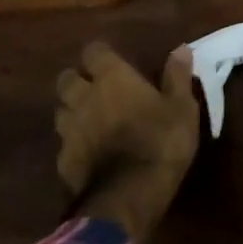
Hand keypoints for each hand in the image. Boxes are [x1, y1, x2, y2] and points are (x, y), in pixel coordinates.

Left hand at [55, 42, 199, 240]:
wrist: (130, 195)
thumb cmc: (162, 141)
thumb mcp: (182, 107)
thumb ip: (177, 76)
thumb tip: (180, 48)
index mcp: (113, 79)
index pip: (94, 52)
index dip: (100, 54)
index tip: (112, 59)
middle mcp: (84, 98)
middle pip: (66, 79)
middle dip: (77, 79)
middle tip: (95, 86)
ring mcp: (69, 131)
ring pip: (60, 110)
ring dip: (71, 110)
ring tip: (89, 117)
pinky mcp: (63, 161)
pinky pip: (63, 143)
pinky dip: (73, 142)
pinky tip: (88, 151)